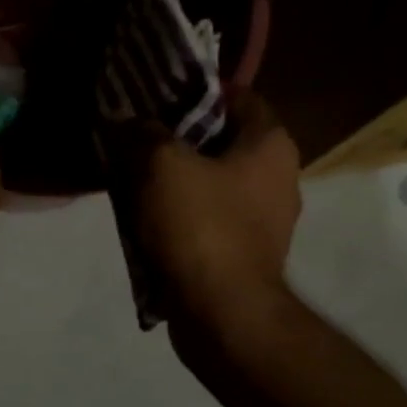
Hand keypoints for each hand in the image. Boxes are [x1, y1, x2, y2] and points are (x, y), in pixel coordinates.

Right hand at [108, 89, 300, 334]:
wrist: (223, 314)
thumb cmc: (200, 227)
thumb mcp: (159, 165)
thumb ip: (141, 134)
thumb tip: (127, 123)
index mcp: (270, 144)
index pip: (237, 95)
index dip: (195, 92)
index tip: (155, 98)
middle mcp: (278, 176)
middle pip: (222, 140)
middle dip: (178, 138)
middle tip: (136, 138)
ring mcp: (266, 219)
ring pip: (212, 181)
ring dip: (176, 179)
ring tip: (133, 178)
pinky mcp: (247, 253)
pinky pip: (210, 218)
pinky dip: (182, 214)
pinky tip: (148, 219)